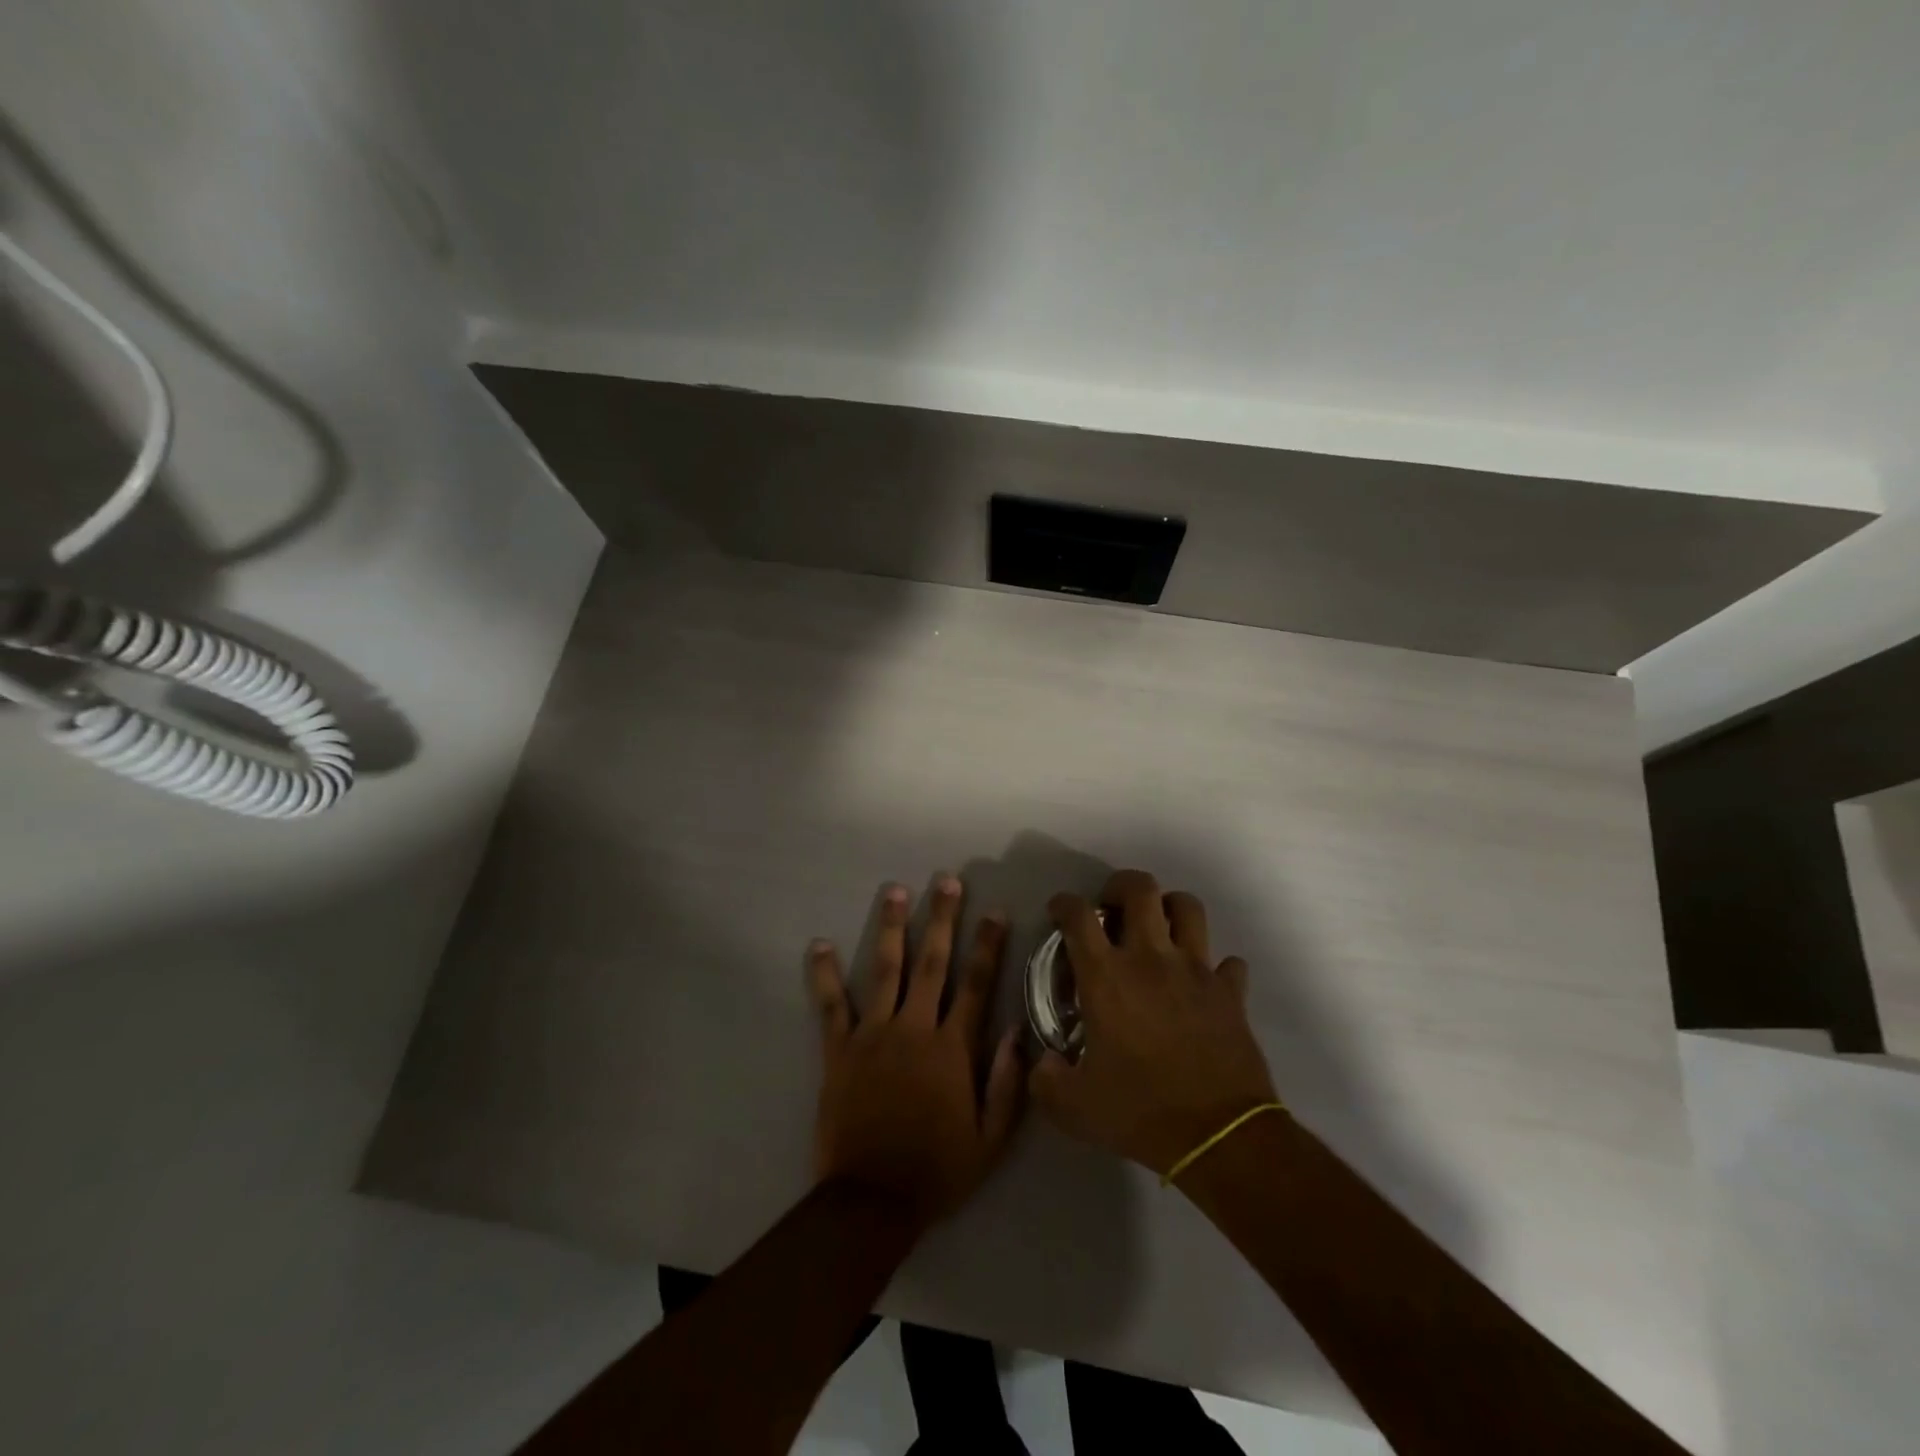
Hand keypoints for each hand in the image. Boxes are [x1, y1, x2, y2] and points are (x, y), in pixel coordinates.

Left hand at [807, 875, 1025, 1230]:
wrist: (873, 1200)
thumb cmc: (937, 1169)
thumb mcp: (991, 1140)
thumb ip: (1009, 1084)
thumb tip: (1019, 1031)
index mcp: (953, 1048)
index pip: (976, 985)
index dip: (988, 946)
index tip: (996, 913)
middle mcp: (915, 1028)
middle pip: (932, 962)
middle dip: (942, 918)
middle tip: (947, 882)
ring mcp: (874, 1034)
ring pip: (885, 969)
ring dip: (891, 927)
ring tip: (894, 891)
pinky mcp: (839, 1049)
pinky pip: (831, 1005)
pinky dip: (824, 974)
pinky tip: (819, 944)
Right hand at [1029, 870, 1277, 1177]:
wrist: (1219, 1136)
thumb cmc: (1141, 1111)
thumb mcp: (1073, 1107)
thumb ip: (1045, 1079)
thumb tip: (1043, 1062)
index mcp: (1107, 976)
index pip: (1079, 916)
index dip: (1064, 904)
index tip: (1059, 912)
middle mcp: (1151, 958)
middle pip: (1140, 888)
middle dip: (1120, 886)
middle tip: (1112, 908)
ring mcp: (1196, 970)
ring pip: (1188, 907)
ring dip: (1170, 909)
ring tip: (1158, 929)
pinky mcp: (1230, 992)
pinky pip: (1227, 962)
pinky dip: (1214, 966)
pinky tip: (1201, 983)